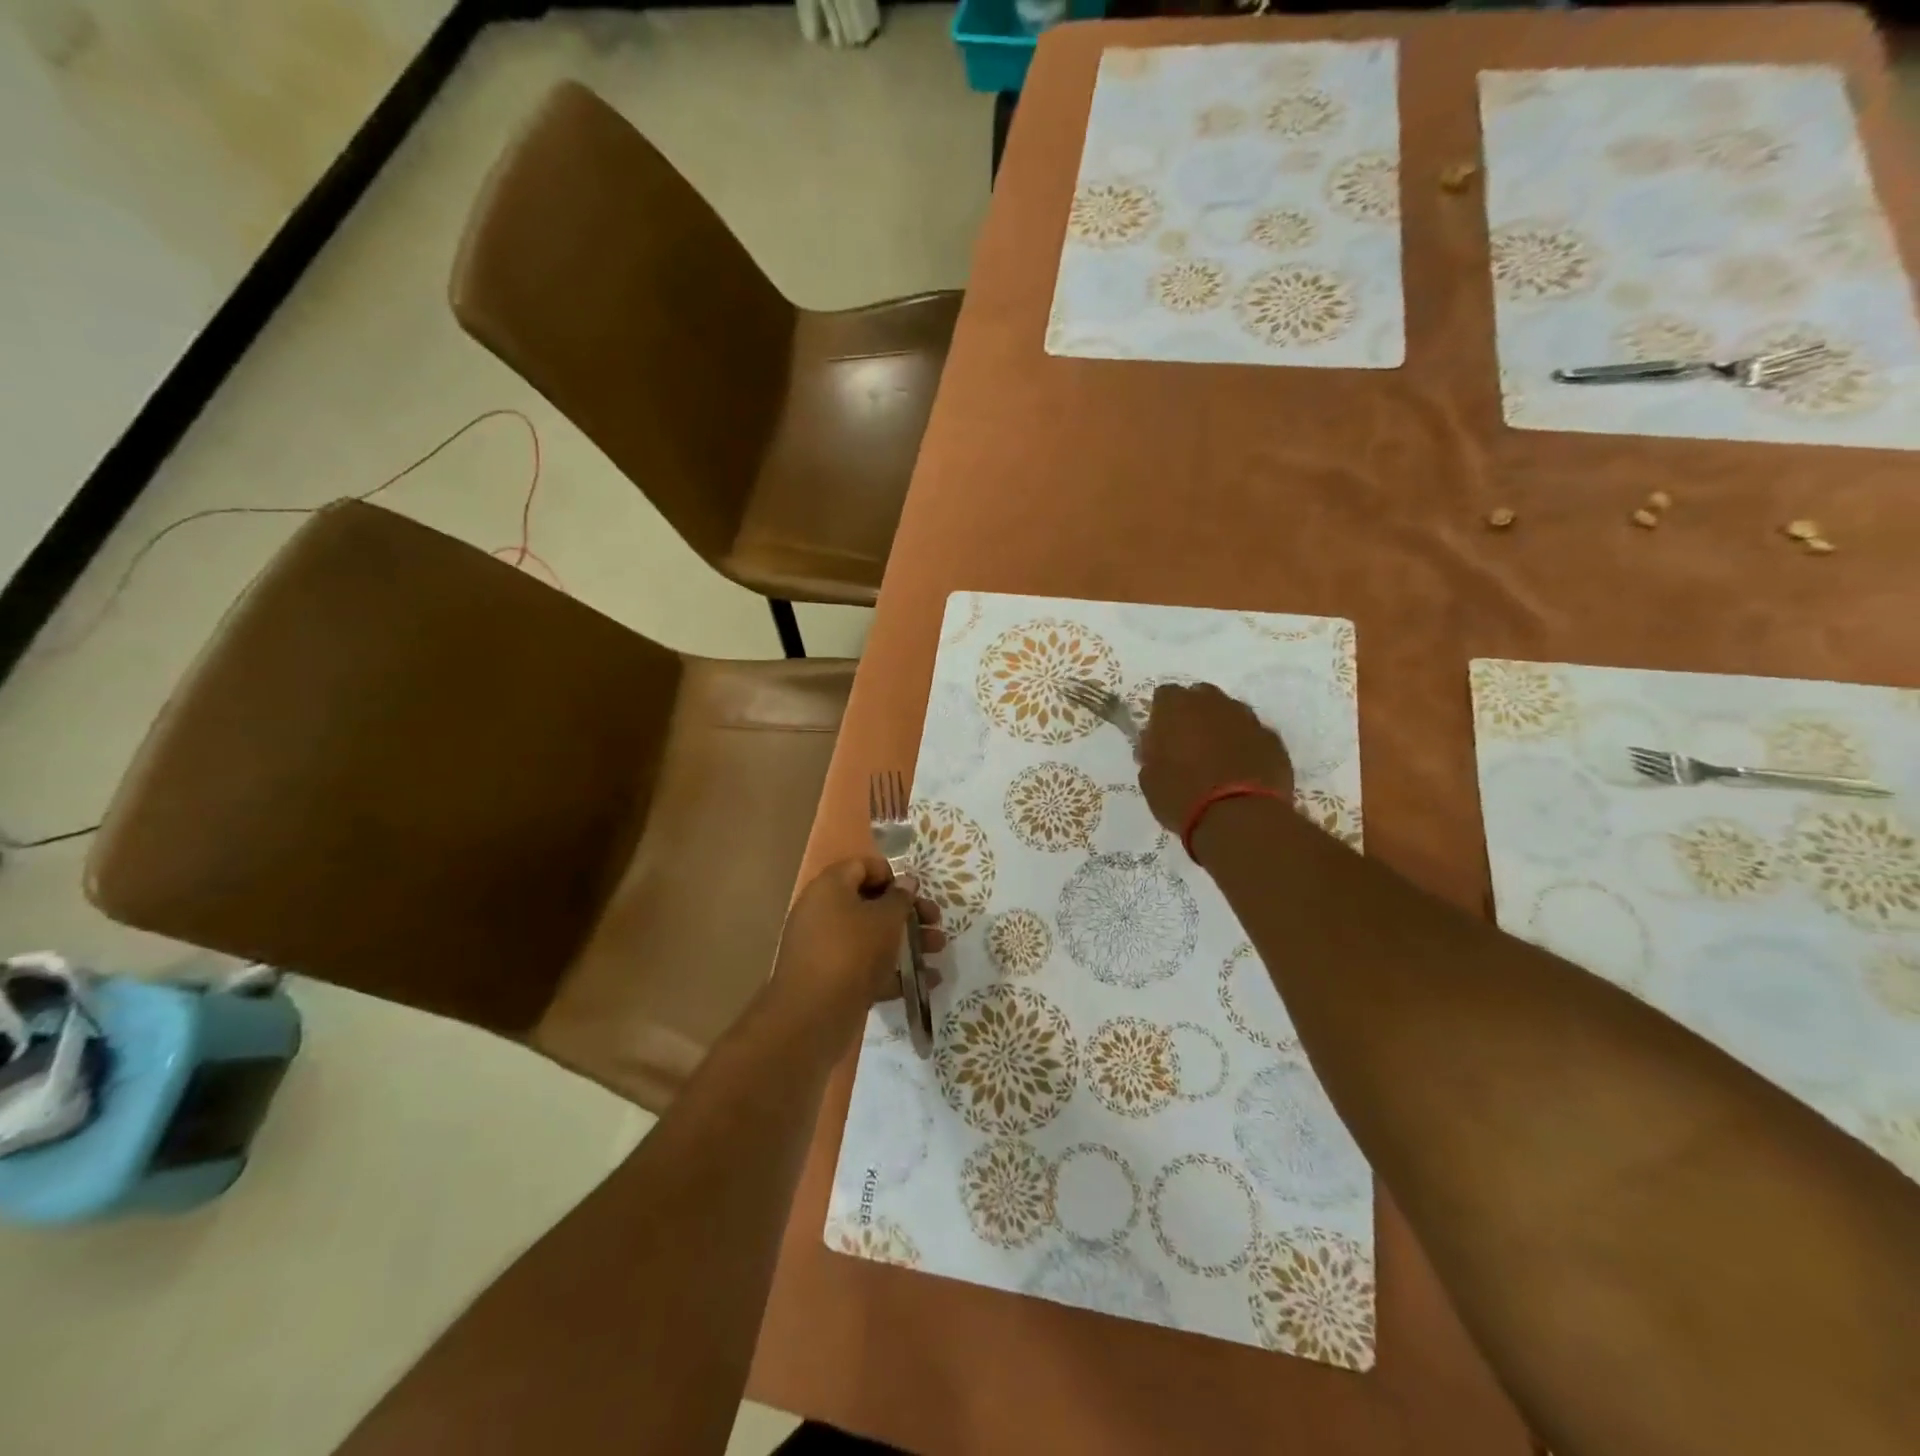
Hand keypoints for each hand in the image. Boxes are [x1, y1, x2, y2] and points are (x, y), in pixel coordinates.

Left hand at [771, 855, 944, 1018]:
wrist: (812, 1016)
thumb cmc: (853, 952)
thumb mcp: (886, 919)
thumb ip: (900, 898)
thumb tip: (906, 881)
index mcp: (830, 887)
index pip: (862, 866)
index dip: (892, 875)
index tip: (916, 892)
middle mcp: (822, 912)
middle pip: (870, 903)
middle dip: (906, 913)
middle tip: (935, 922)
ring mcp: (824, 947)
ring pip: (870, 937)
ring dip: (905, 942)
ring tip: (937, 952)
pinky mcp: (829, 979)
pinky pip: (864, 967)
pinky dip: (892, 971)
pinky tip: (925, 982)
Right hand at [1136, 682, 1294, 831]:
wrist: (1239, 817)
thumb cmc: (1182, 796)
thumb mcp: (1149, 778)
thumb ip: (1151, 753)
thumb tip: (1156, 746)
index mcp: (1176, 707)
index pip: (1165, 695)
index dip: (1162, 715)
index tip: (1160, 737)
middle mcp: (1213, 702)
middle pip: (1201, 697)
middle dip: (1195, 715)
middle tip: (1189, 746)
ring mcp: (1247, 718)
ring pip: (1231, 714)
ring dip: (1223, 729)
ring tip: (1218, 761)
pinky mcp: (1272, 739)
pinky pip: (1254, 736)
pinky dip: (1247, 747)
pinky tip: (1243, 772)